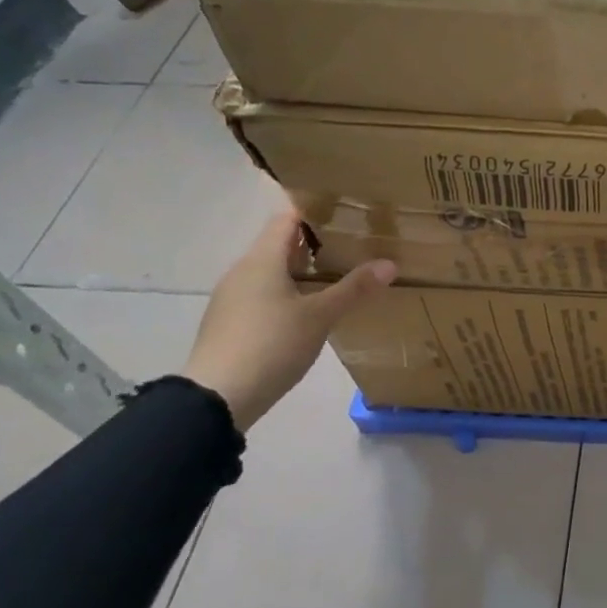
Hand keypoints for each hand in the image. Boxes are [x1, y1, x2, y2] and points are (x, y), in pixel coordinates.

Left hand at [182, 209, 395, 429]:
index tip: (346, 209)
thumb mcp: (320, 316)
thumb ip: (354, 289)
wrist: (216, 398)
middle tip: (354, 242)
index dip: (314, 209)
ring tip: (339, 275)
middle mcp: (243, 271)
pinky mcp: (231, 323)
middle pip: (280, 244)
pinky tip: (311, 309)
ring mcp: (233, 298)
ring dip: (302, 270)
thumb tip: (390, 264)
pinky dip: (289, 292)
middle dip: (315, 242)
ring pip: (272, 272)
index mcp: (262, 260)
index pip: (287, 218)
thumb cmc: (270, 345)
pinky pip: (264, 295)